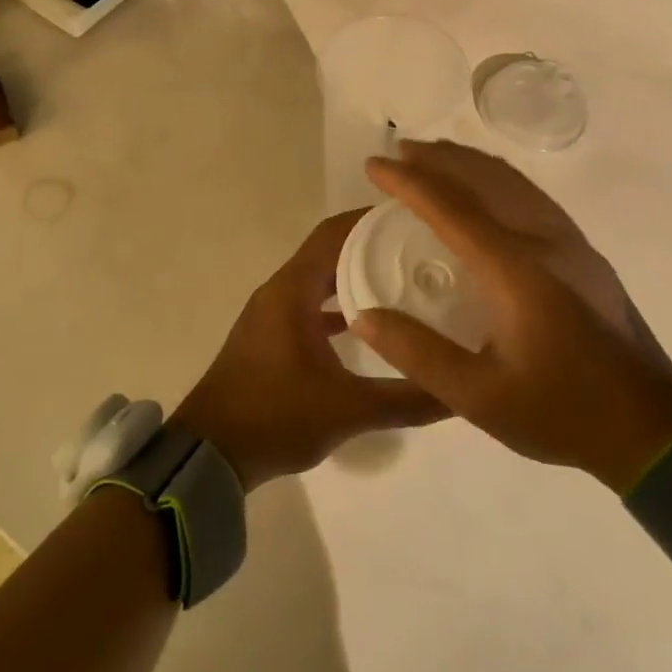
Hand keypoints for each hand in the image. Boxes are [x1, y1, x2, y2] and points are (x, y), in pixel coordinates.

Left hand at [172, 210, 447, 490]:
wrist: (210, 453)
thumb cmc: (274, 417)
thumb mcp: (348, 410)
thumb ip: (407, 400)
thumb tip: (462, 392)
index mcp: (293, 290)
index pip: (335, 233)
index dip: (372, 220)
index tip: (415, 218)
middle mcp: (281, 290)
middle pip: (330, 251)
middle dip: (372, 246)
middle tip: (421, 250)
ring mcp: (273, 313)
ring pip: (320, 279)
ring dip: (355, 275)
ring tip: (404, 280)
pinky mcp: (271, 336)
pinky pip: (310, 304)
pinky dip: (338, 305)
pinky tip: (370, 325)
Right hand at [350, 141, 671, 490]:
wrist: (652, 428)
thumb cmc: (561, 411)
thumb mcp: (479, 397)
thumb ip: (418, 353)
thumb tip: (363, 315)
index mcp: (515, 269)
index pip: (451, 207)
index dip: (408, 182)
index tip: (374, 164)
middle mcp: (544, 241)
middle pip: (485, 178)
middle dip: (439, 158)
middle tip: (400, 151)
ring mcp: (570, 243)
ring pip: (513, 181)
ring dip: (469, 162)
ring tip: (436, 158)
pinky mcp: (584, 254)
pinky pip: (531, 195)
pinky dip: (497, 178)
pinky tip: (487, 189)